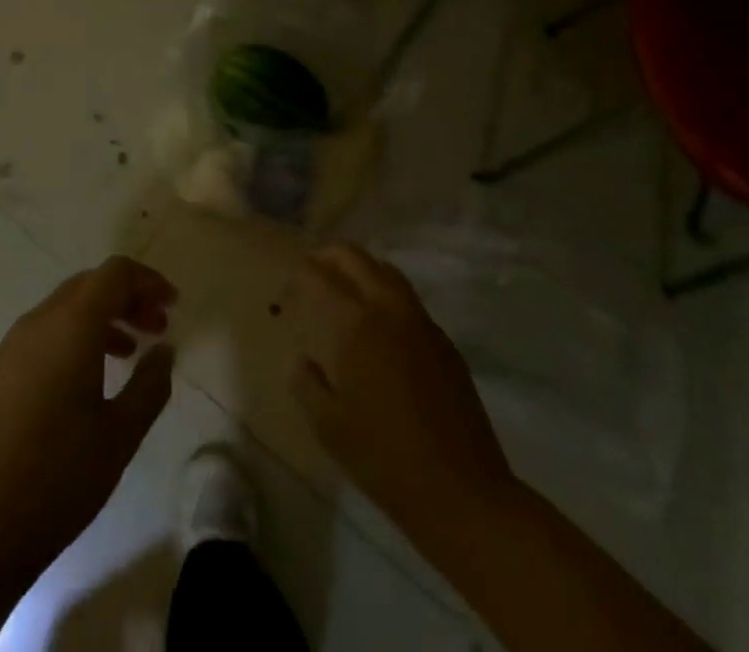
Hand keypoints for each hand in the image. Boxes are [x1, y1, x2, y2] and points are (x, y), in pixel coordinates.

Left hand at [0, 255, 178, 586]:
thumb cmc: (58, 478)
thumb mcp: (120, 435)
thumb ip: (150, 385)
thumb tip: (164, 350)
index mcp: (71, 325)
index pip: (114, 274)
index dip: (148, 280)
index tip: (173, 304)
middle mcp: (39, 322)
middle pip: (90, 285)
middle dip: (128, 297)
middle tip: (157, 328)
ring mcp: (13, 345)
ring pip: (67, 308)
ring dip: (103, 317)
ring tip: (130, 353)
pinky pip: (46, 332)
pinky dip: (77, 337)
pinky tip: (90, 380)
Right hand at [289, 243, 515, 529]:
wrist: (462, 492)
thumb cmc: (384, 459)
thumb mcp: (328, 426)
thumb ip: (306, 382)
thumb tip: (303, 360)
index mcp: (354, 323)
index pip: (317, 274)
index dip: (297, 277)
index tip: (286, 296)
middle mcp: (387, 307)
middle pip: (352, 256)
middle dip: (326, 258)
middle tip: (310, 279)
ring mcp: (420, 320)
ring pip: (384, 269)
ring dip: (359, 270)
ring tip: (343, 294)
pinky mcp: (443, 339)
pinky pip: (407, 298)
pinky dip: (384, 295)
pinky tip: (379, 328)